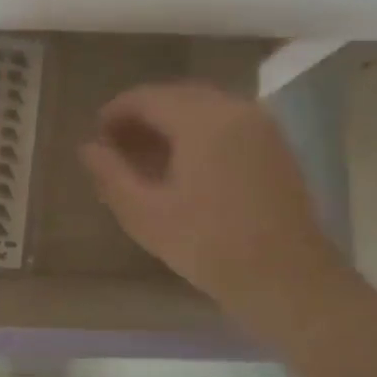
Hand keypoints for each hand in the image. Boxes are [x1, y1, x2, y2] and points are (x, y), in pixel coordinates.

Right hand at [81, 81, 342, 307]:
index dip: (115, 113)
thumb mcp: (145, 213)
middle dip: (142, 116)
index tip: (96, 137)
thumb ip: (111, 173)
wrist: (288, 280)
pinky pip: (225, 122)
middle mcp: (234, 109)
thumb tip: (87, 147)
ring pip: (202, 108)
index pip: (147, 98)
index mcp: (202, 120)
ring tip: (144, 157)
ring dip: (169, 124)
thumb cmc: (209, 245)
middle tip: (115, 147)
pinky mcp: (274, 147)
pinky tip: (182, 165)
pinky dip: (197, 132)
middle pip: (176, 97)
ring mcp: (261, 126)